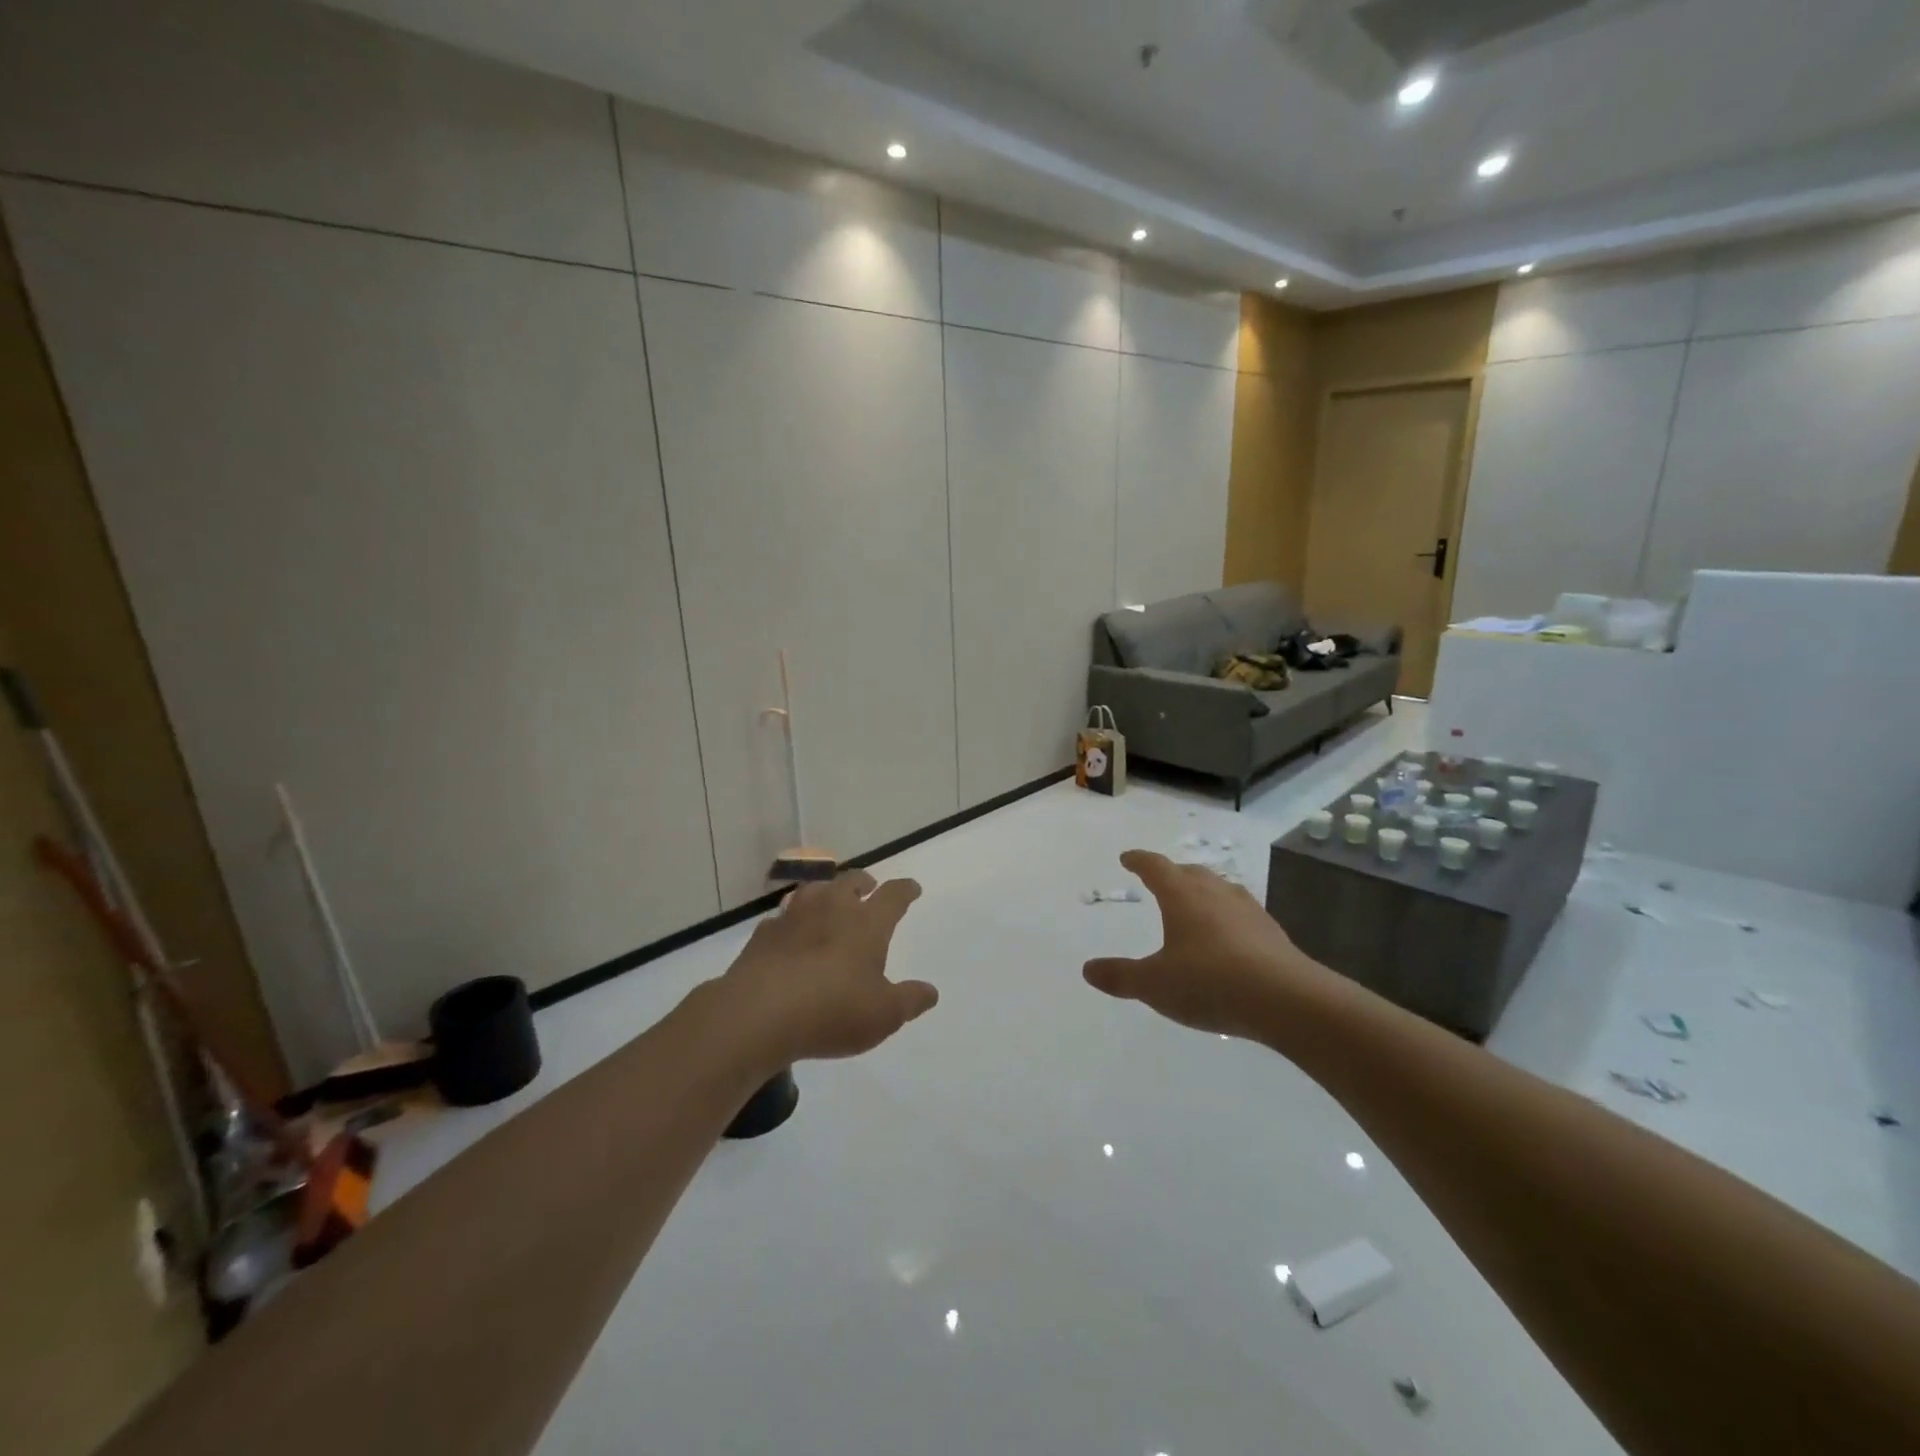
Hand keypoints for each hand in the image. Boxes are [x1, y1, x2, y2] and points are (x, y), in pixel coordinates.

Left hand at [718, 870, 937, 1065]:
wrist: (758, 1014)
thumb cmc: (832, 1010)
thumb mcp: (883, 1015)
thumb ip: (910, 1000)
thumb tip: (931, 991)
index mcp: (867, 922)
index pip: (893, 895)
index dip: (905, 890)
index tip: (912, 888)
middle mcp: (832, 908)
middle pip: (851, 881)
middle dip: (864, 882)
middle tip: (869, 888)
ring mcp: (794, 916)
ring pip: (815, 890)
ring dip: (827, 892)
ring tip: (830, 902)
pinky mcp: (764, 933)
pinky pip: (784, 916)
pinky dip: (793, 920)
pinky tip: (791, 933)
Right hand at [1083, 850, 1320, 1039]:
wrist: (1287, 1000)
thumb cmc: (1210, 982)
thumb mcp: (1155, 985)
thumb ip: (1121, 976)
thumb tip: (1088, 969)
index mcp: (1182, 896)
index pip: (1156, 867)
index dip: (1139, 861)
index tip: (1128, 858)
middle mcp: (1215, 893)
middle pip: (1190, 872)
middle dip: (1172, 873)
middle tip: (1160, 879)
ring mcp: (1248, 910)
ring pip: (1220, 889)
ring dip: (1203, 891)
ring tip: (1195, 903)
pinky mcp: (1272, 932)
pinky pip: (1241, 912)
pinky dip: (1227, 916)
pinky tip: (1229, 936)